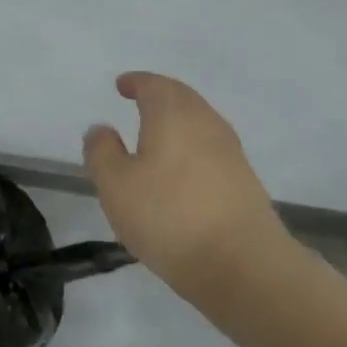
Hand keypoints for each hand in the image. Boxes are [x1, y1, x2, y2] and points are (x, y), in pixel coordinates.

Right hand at [83, 72, 289, 283]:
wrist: (242, 264)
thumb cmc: (168, 215)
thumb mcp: (115, 184)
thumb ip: (102, 151)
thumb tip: (102, 129)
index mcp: (173, 114)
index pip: (153, 84)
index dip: (136, 82)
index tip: (122, 85)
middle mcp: (206, 122)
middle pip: (181, 98)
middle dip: (159, 96)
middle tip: (140, 101)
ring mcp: (231, 152)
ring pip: (200, 122)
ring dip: (177, 122)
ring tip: (156, 136)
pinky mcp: (244, 181)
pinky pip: (211, 149)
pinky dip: (192, 147)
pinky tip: (180, 171)